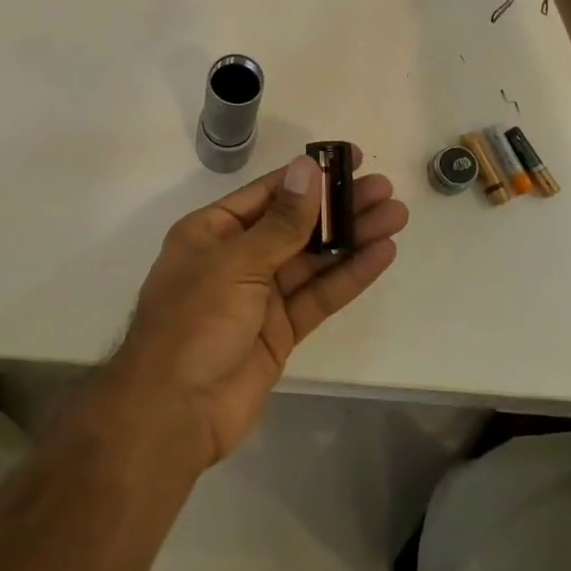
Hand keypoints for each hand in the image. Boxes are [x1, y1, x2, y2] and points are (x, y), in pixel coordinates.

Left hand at [93, 150, 407, 469]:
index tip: (349, 159)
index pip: (268, 194)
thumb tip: (308, 169)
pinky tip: (381, 254)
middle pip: (295, 225)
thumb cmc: (194, 322)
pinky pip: (317, 296)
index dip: (309, 176)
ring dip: (351, 238)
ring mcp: (258, 297)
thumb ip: (280, 222)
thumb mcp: (236, 262)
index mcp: (211, 232)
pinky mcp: (279, 331)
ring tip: (396, 215)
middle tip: (385, 189)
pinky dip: (348, 276)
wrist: (175, 410)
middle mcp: (235, 258)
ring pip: (312, 260)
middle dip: (338, 207)